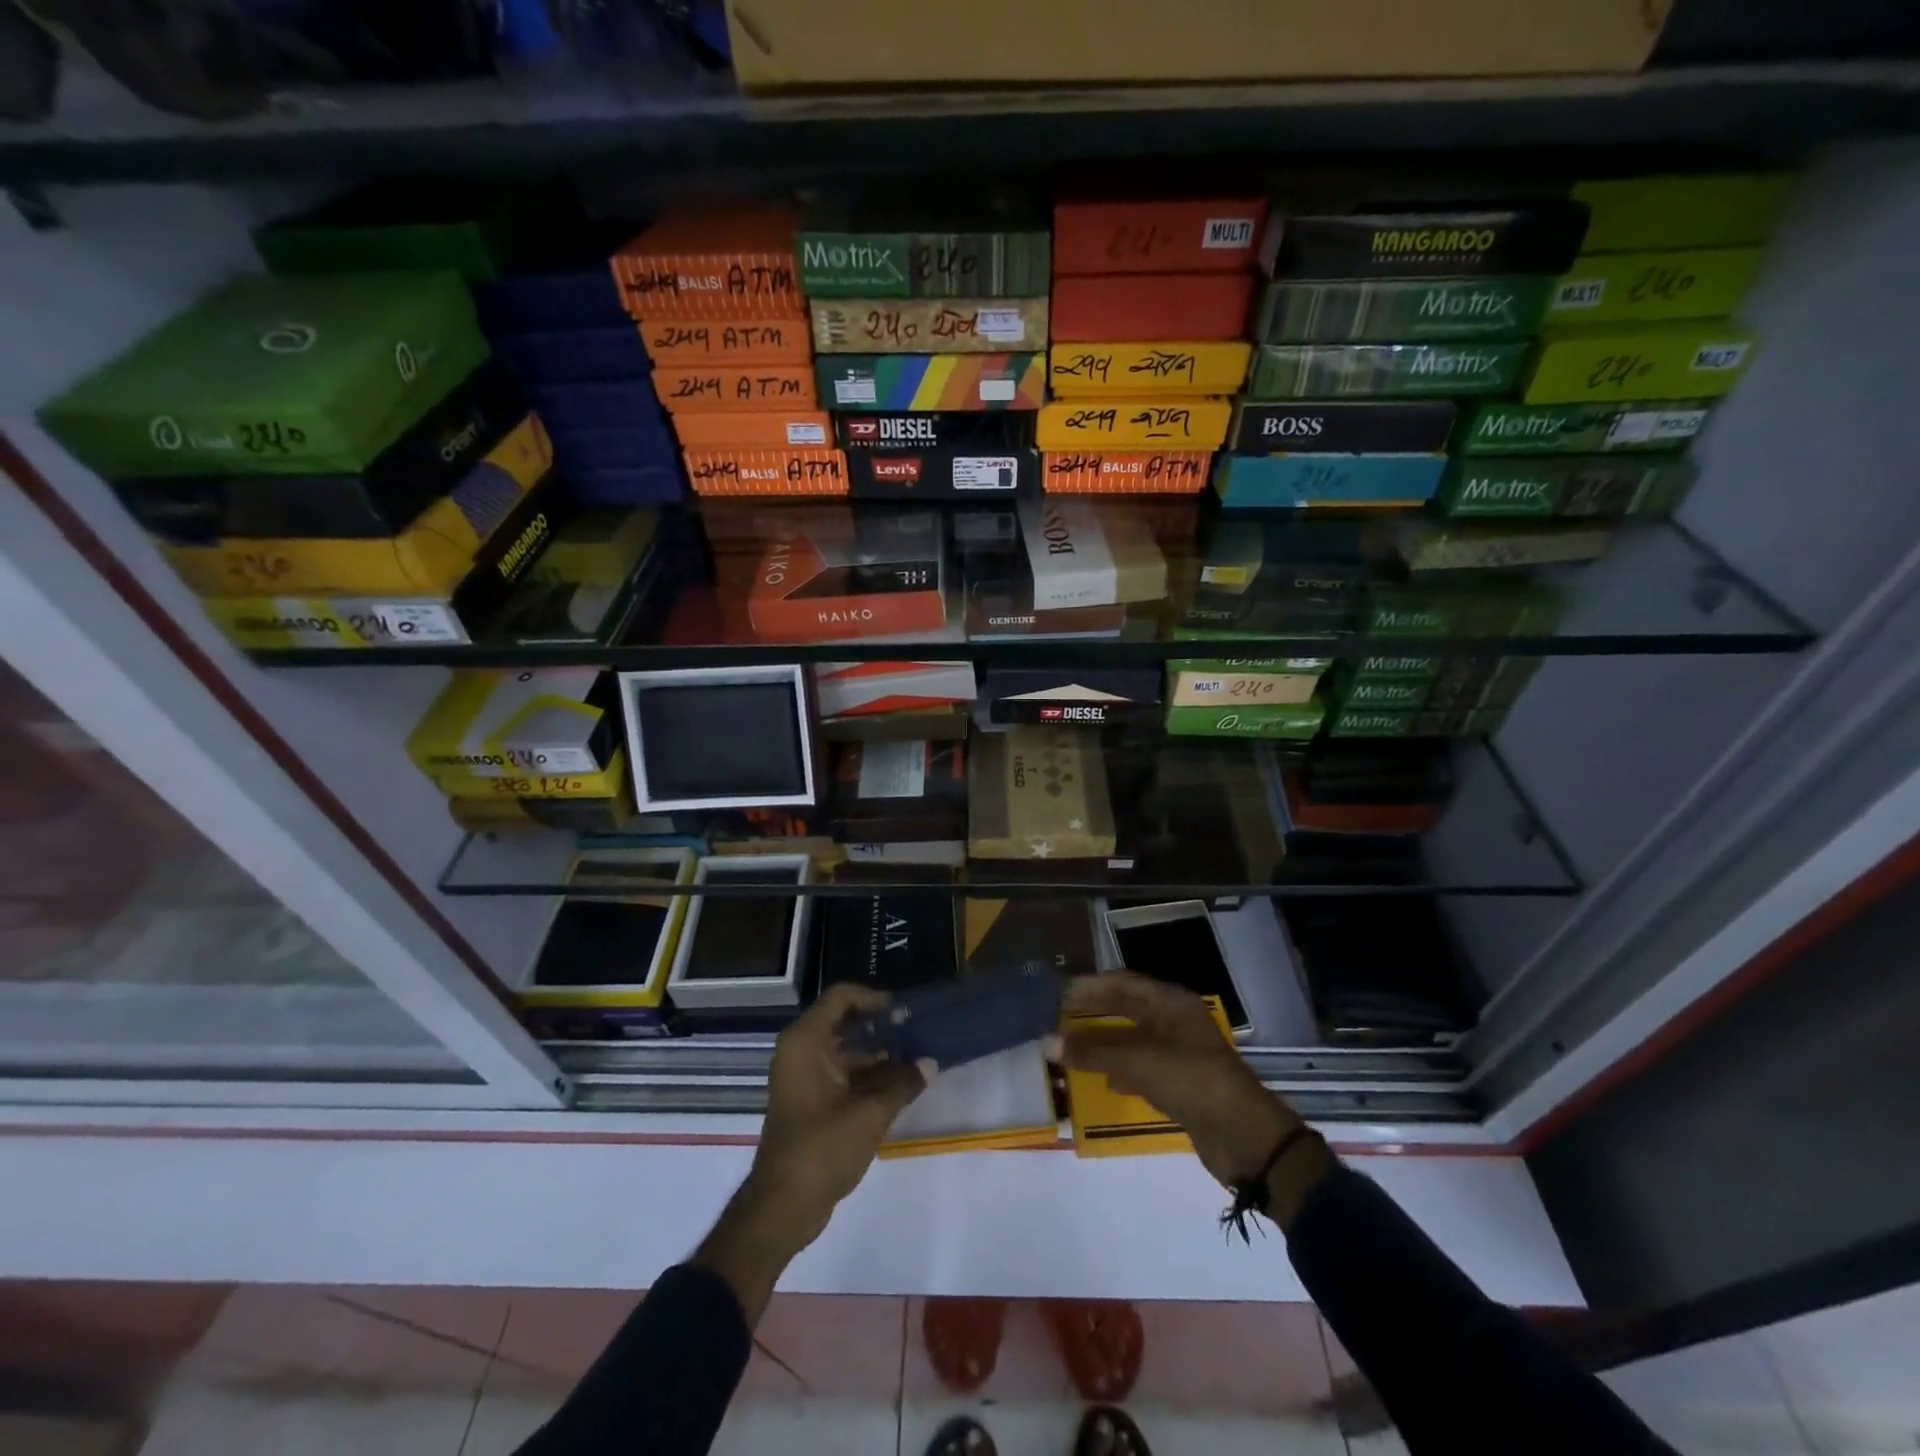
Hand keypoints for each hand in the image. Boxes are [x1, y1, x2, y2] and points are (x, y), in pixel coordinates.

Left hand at [696, 983, 925, 1320]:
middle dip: (881, 1027)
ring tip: (916, 1060)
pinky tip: (900, 1086)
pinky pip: (842, 1074)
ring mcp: (804, 1077)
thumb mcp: (869, 1114)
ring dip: (878, 1054)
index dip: (874, 998)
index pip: (841, 997)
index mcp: (806, 1041)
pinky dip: (868, 1076)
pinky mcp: (811, 1101)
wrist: (782, 1207)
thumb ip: (902, 1084)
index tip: (904, 1012)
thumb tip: (931, 1063)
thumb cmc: (822, 1148)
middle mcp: (801, 1051)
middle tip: (916, 1033)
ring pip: (846, 1051)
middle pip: (845, 1022)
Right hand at [1059, 971, 1306, 1194]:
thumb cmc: (1192, 1082)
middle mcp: (1174, 1021)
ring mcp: (1179, 1052)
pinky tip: (1103, 1080)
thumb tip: (1046, 1042)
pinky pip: (1142, 1067)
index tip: (1057, 994)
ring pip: (1132, 1039)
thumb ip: (1092, 1052)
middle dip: (1093, 1012)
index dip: (1089, 987)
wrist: (1245, 1138)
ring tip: (1070, 1046)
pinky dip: (1119, 1070)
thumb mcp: (1139, 1062)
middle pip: (1126, 1009)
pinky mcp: (1180, 1083)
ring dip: (1103, 1043)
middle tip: (1056, 1018)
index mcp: (1171, 1003)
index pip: (1122, 983)